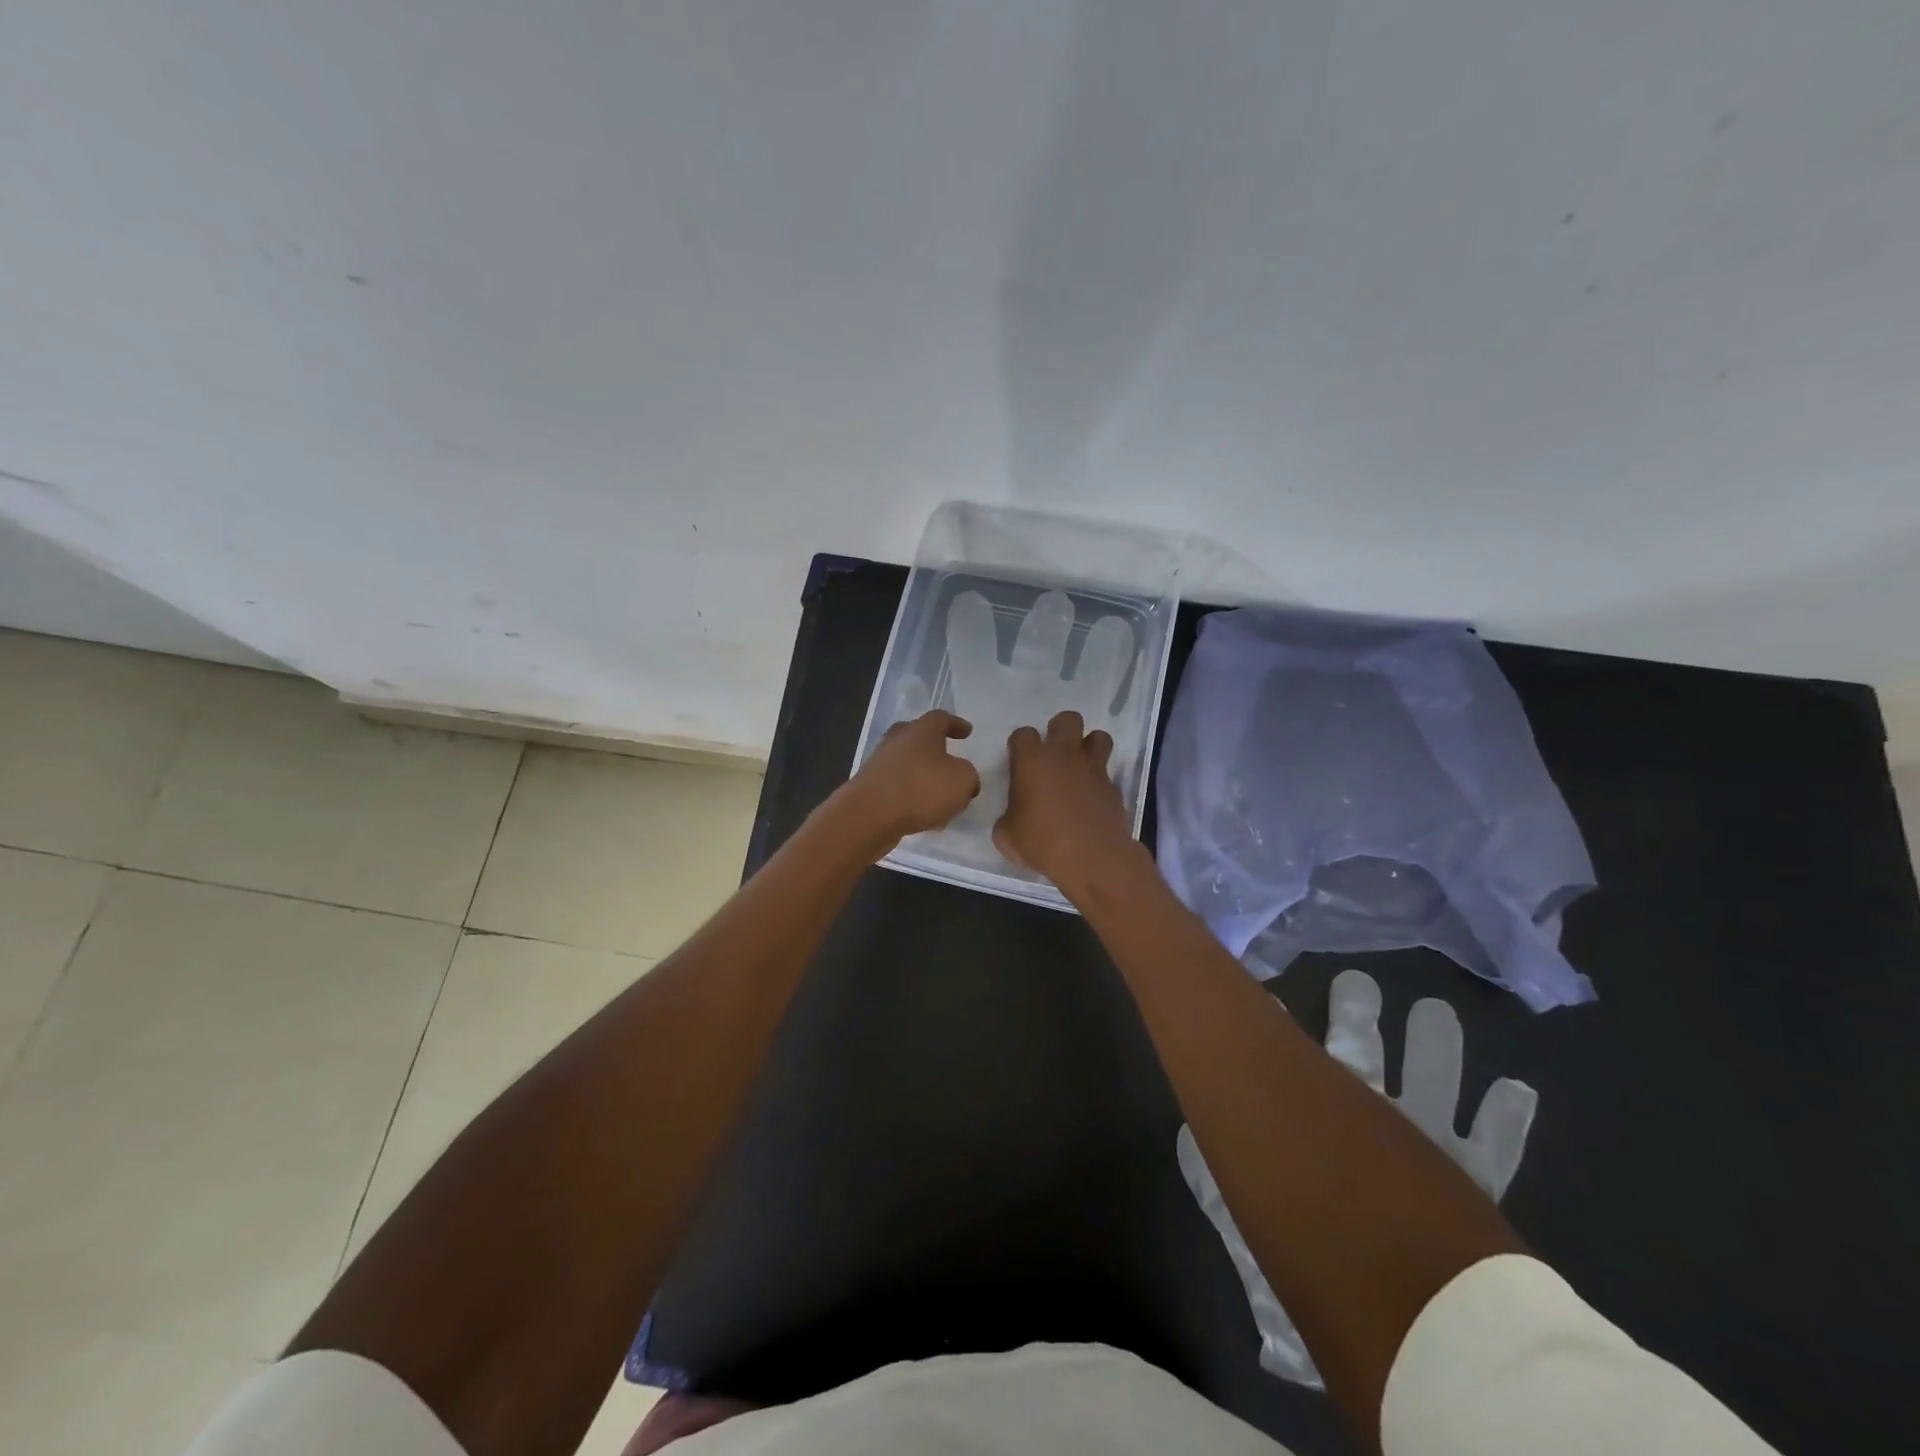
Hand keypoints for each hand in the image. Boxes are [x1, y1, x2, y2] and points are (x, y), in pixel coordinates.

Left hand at [836, 710, 980, 850]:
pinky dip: (911, 797)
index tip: (967, 732)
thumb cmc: (921, 788)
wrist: (868, 815)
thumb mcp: (962, 780)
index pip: (941, 718)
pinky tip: (924, 816)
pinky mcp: (869, 788)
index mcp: (921, 730)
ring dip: (923, 776)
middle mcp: (897, 741)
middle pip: (917, 737)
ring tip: (941, 796)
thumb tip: (963, 777)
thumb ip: (968, 775)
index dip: (956, 724)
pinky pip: (897, 788)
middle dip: (934, 748)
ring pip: (907, 764)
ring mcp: (879, 764)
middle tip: (948, 758)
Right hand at [993, 710, 1136, 886]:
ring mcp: (1093, 769)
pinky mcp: (1113, 788)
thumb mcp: (1007, 836)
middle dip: (1060, 730)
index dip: (1020, 745)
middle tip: (1053, 753)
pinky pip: (1108, 774)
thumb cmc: (1041, 842)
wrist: (1091, 857)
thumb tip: (1012, 818)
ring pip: (1099, 737)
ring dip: (1089, 746)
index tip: (1019, 761)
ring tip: (1080, 767)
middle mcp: (1064, 756)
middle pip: (1068, 719)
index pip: (1023, 734)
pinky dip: (1100, 782)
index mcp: (1032, 760)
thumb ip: (1007, 818)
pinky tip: (1092, 800)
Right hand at [1179, 968, 1539, 1390]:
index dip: (1282, 1028)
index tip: (1272, 999)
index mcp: (1319, 1125)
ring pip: (1427, 1080)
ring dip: (1431, 1045)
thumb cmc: (1327, 1273)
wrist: (1424, 1339)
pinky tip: (1516, 1089)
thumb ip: (1214, 1186)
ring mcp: (1430, 1143)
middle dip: (1355, 1017)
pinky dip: (1504, 1116)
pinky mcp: (1478, 1175)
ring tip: (1432, 1008)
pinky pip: (1495, 1141)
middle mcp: (1370, 1119)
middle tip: (1352, 981)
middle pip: (1359, 1053)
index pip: (1299, 1063)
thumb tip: (1185, 1140)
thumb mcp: (1255, 1231)